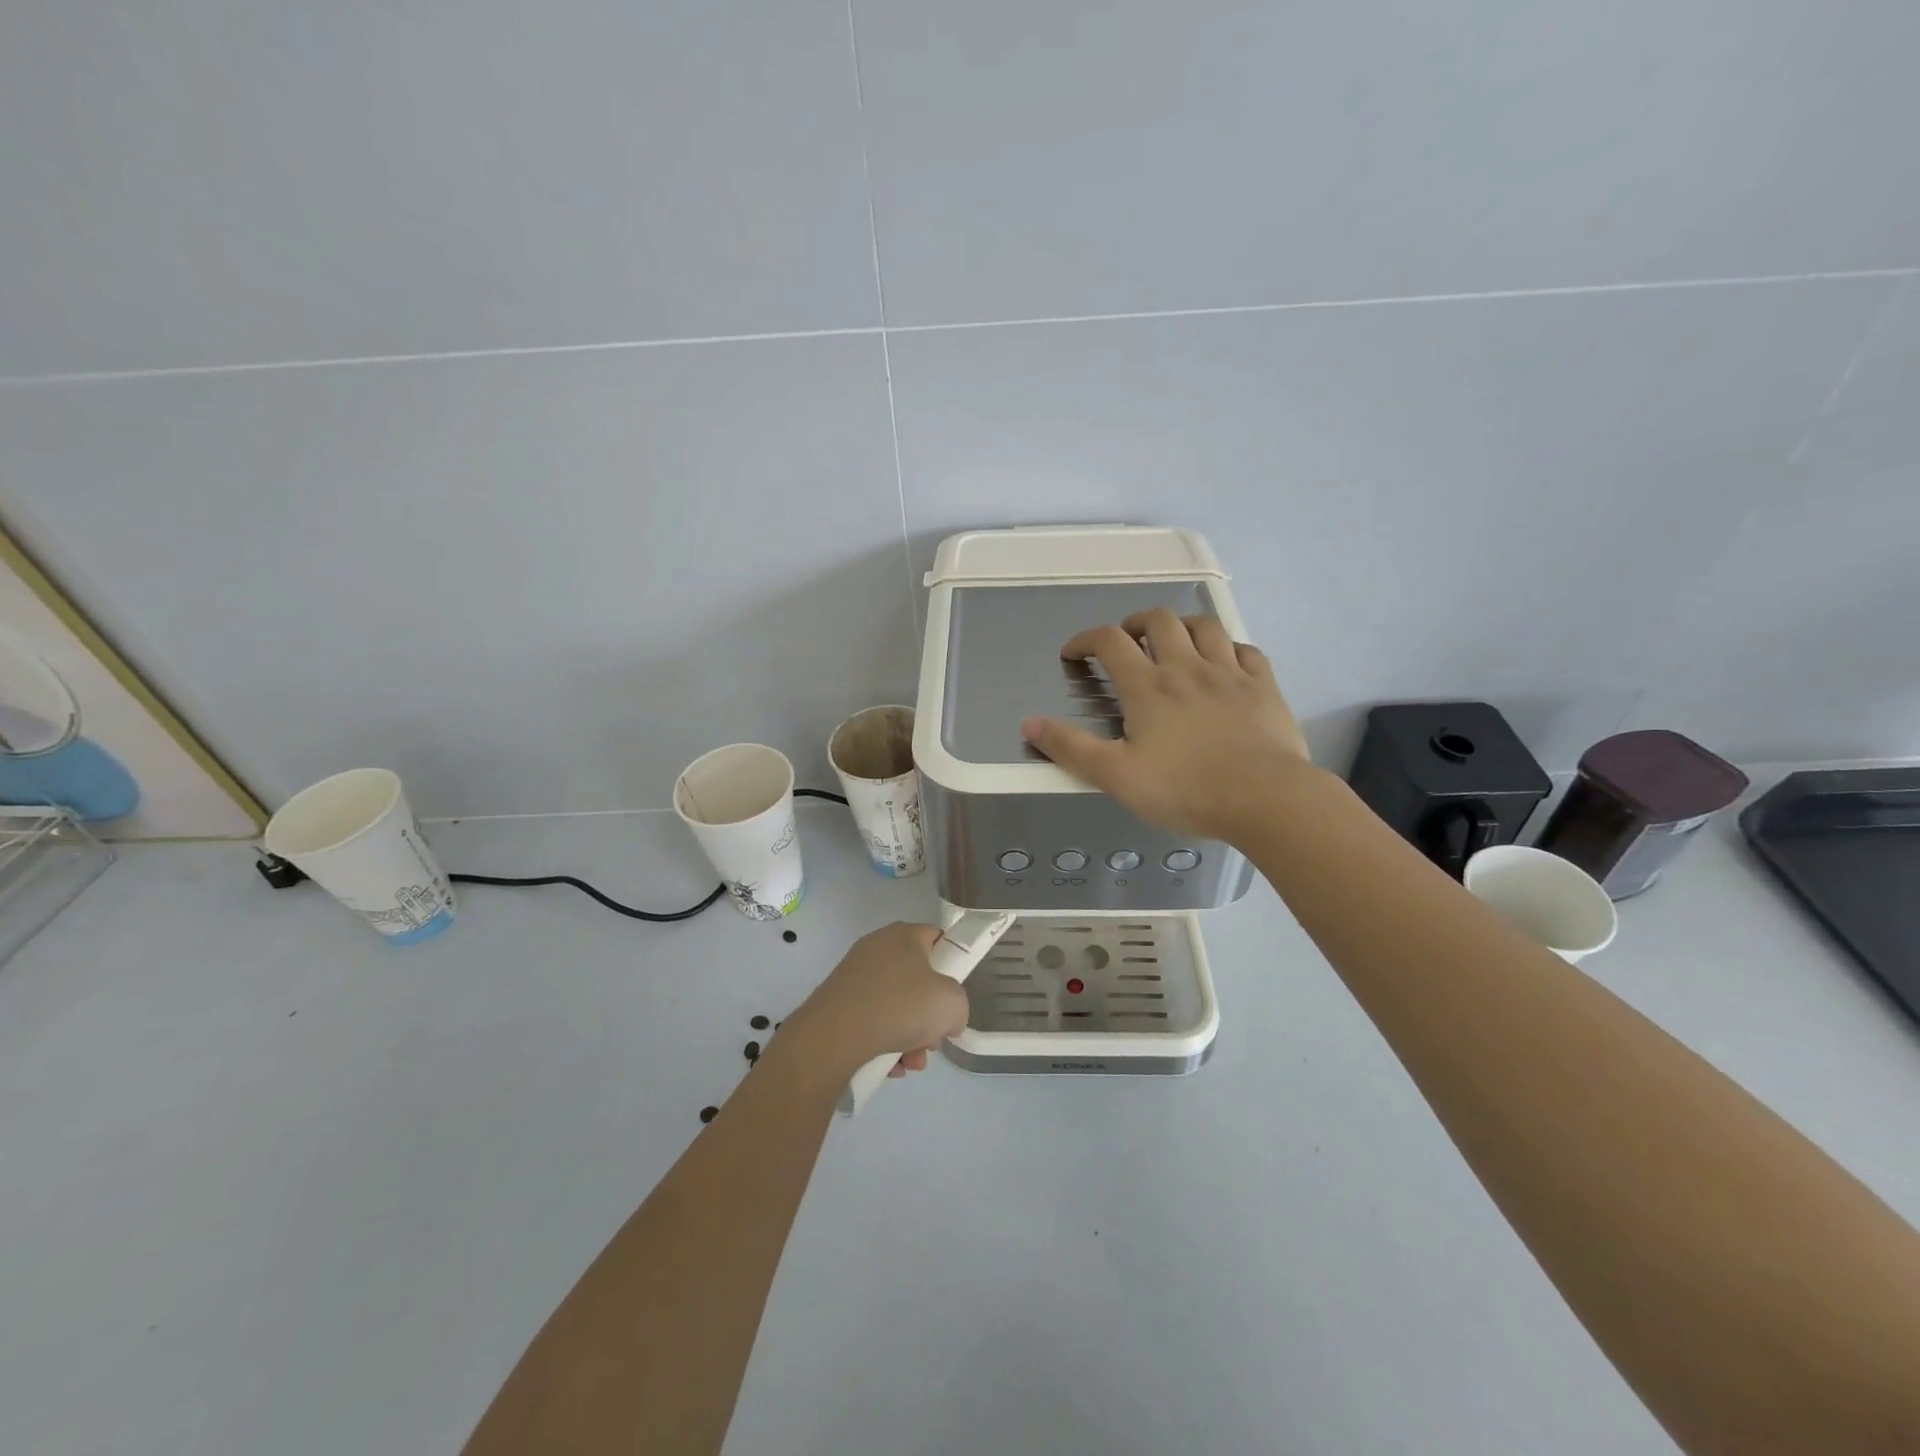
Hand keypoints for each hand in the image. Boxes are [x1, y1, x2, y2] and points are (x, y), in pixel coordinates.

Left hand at [784, 922, 971, 1078]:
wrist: (833, 1036)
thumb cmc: (900, 1007)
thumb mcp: (952, 1003)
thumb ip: (958, 1006)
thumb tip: (946, 1019)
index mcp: (904, 935)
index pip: (937, 939)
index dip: (952, 965)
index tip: (953, 995)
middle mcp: (877, 948)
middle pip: (917, 980)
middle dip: (929, 1016)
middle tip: (932, 1040)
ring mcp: (854, 975)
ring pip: (895, 1005)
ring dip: (909, 1037)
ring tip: (910, 1063)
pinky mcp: (837, 1002)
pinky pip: (872, 1020)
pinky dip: (883, 1043)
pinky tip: (888, 1067)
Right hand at [1021, 608, 1312, 840]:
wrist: (1264, 798)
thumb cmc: (1185, 789)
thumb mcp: (1116, 776)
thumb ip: (1071, 749)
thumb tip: (1029, 724)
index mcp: (1148, 687)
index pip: (1110, 642)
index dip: (1086, 640)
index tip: (1074, 653)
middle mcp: (1187, 667)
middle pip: (1158, 620)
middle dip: (1135, 622)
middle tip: (1127, 641)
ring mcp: (1230, 673)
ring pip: (1205, 626)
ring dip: (1182, 625)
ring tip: (1174, 641)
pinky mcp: (1264, 686)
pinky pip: (1246, 650)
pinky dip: (1229, 648)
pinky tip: (1225, 662)